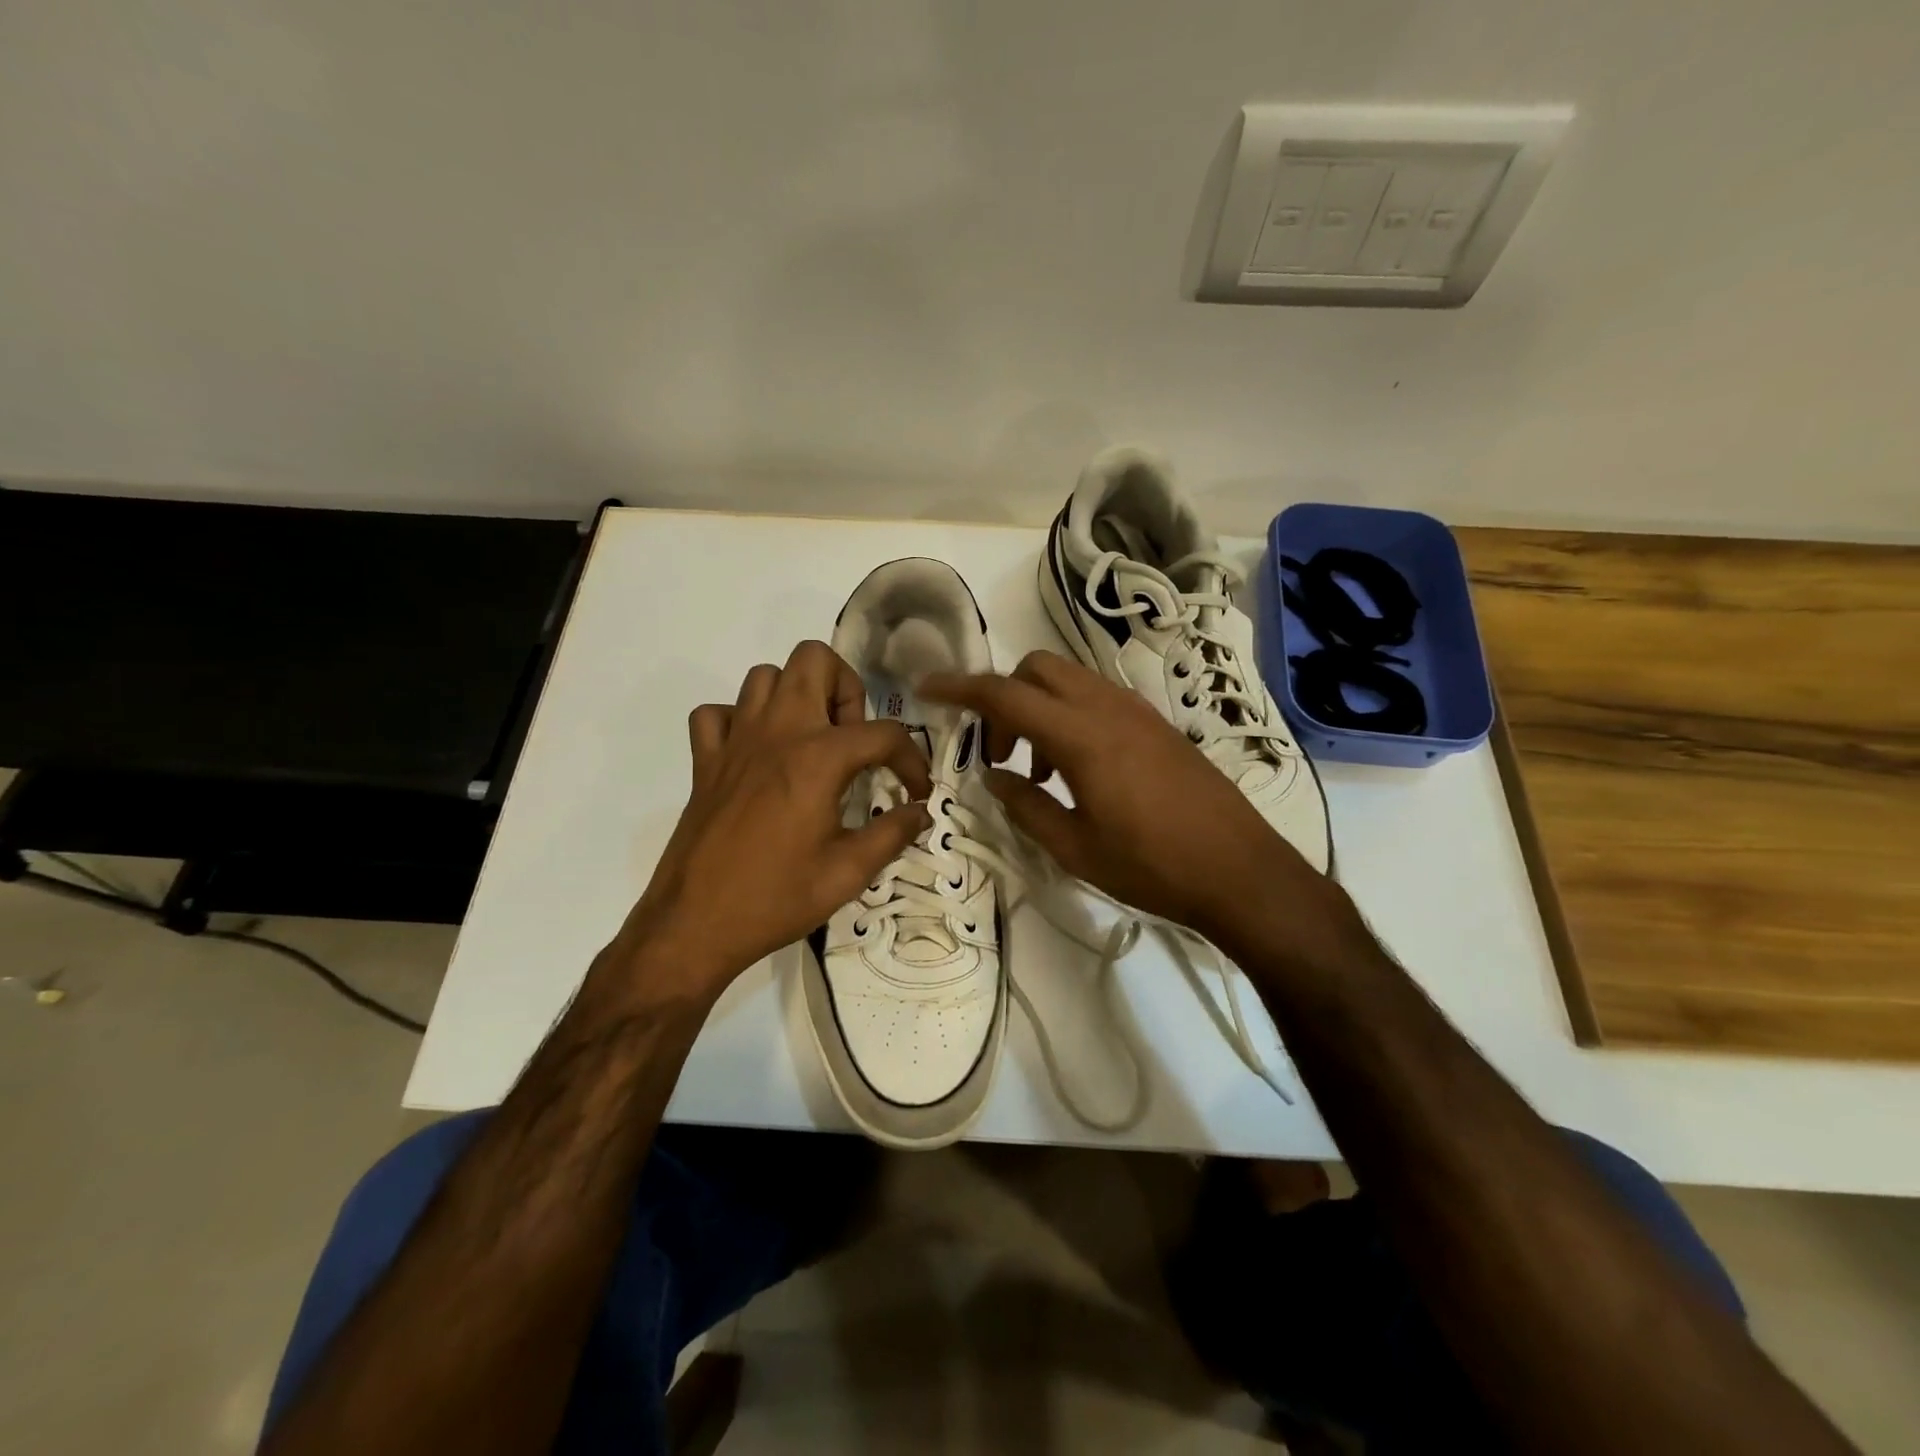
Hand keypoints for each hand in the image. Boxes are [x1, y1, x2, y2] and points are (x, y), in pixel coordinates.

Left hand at [596, 641, 931, 1007]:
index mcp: (818, 758)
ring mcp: (735, 741)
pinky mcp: (704, 761)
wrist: (694, 925)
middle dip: (846, 689)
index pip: (883, 734)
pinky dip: (740, 721)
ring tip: (811, 742)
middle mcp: (777, 732)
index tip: (915, 792)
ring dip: (796, 697)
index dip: (911, 760)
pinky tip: (757, 754)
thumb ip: (893, 834)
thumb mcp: (848, 873)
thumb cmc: (777, 898)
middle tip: (853, 740)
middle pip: (814, 660)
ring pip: (765, 677)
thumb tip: (920, 813)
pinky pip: (718, 713)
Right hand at [920, 650, 1344, 949]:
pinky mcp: (1156, 724)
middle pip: (1036, 669)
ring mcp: (1137, 711)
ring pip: (1069, 680)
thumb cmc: (1151, 866)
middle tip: (999, 752)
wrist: (1241, 870)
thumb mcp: (1074, 847)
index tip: (927, 688)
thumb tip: (993, 776)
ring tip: (1038, 773)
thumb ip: (1025, 805)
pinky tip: (1076, 771)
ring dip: (1038, 709)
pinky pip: (1097, 699)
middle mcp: (1107, 707)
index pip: (1005, 694)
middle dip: (1003, 697)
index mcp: (1081, 735)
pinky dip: (1070, 716)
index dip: (959, 687)